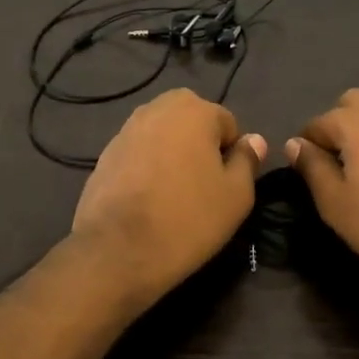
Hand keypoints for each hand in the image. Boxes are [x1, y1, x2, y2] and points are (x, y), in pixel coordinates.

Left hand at [72, 89, 265, 304]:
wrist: (118, 250)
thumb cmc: (188, 218)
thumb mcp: (236, 195)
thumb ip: (247, 160)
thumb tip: (253, 139)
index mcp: (193, 109)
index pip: (227, 123)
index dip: (231, 154)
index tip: (224, 184)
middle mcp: (157, 108)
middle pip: (191, 121)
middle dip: (200, 145)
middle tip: (202, 186)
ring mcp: (126, 129)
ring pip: (162, 135)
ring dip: (172, 154)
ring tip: (173, 193)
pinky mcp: (104, 153)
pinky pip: (138, 153)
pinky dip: (146, 167)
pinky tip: (147, 198)